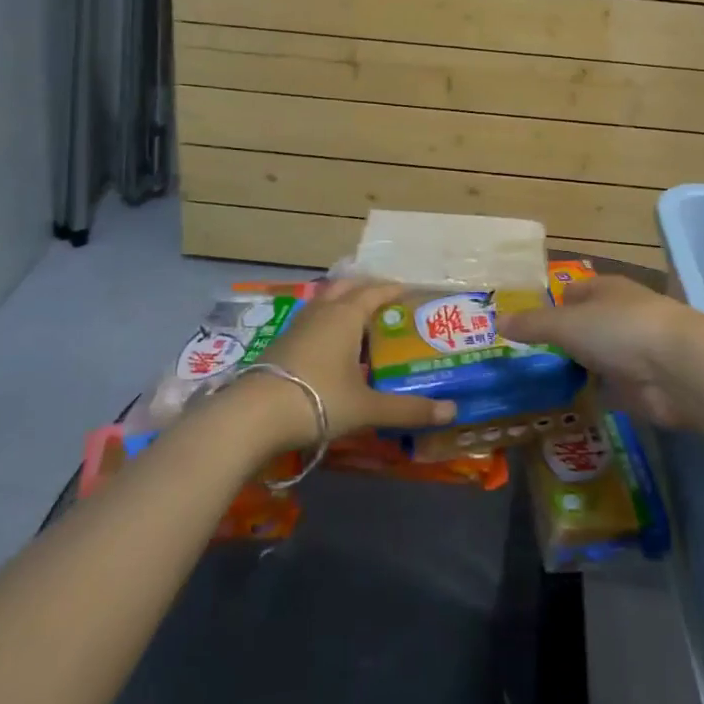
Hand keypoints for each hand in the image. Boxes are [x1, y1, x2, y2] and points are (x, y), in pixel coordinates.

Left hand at [253, 277, 457, 448]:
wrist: (252, 416)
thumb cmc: (317, 400)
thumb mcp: (366, 407)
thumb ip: (407, 409)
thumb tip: (451, 411)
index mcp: (346, 315)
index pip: (375, 292)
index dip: (394, 290)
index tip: (410, 292)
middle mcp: (322, 311)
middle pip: (346, 287)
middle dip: (366, 289)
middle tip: (386, 301)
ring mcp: (297, 325)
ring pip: (325, 301)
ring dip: (343, 303)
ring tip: (360, 320)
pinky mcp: (281, 343)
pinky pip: (312, 320)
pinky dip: (327, 322)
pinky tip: (331, 346)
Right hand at [500, 275, 703, 428]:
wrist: (677, 370)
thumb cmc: (619, 330)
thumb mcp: (566, 324)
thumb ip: (532, 325)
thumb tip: (496, 320)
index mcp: (605, 290)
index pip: (571, 293)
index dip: (549, 307)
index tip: (522, 328)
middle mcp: (619, 316)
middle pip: (583, 327)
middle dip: (559, 342)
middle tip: (522, 362)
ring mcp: (632, 352)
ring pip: (594, 359)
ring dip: (576, 370)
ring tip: (536, 386)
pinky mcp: (639, 386)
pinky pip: (607, 389)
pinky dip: (591, 396)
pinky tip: (565, 406)